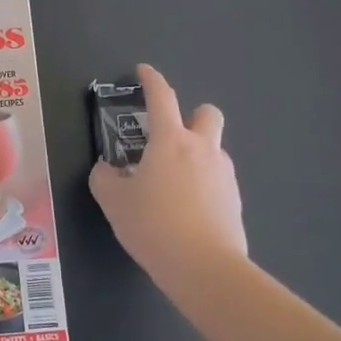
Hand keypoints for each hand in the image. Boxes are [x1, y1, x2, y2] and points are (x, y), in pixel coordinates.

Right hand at [89, 63, 246, 285]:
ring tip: (172, 183)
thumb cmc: (153, 225)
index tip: (143, 71)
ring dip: (196, 154)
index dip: (151, 79)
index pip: (162, 97)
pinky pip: (218, 180)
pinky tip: (186, 209)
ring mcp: (224, 174)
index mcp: (170, 141)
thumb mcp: (114, 202)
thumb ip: (104, 178)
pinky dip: (203, 184)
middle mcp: (202, 149)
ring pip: (214, 149)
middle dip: (192, 115)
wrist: (205, 269)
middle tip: (170, 136)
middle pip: (207, 114)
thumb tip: (107, 169)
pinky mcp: (235, 200)